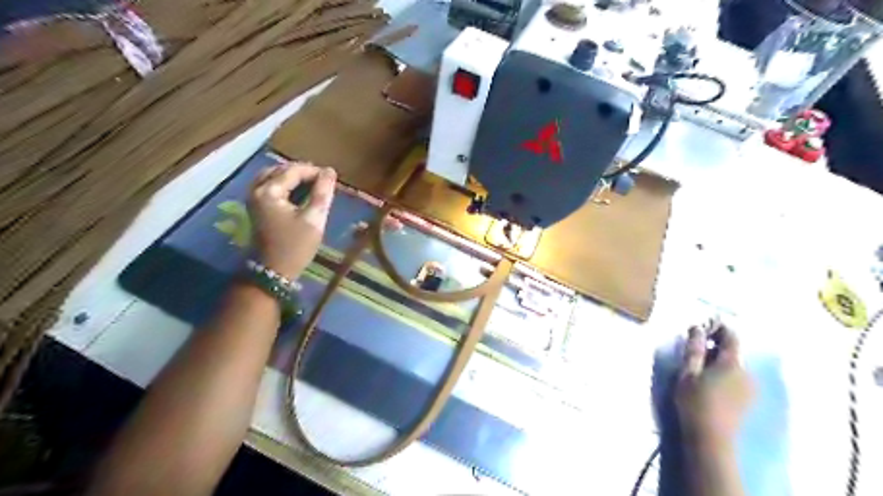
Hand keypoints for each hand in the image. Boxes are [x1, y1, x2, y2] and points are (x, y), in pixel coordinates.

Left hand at [248, 161, 338, 279]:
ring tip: (314, 184)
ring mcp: (253, 197)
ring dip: (294, 176)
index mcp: (269, 191)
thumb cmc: (296, 246)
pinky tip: (299, 191)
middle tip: (324, 181)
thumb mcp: (314, 219)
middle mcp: (256, 189)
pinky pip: (270, 184)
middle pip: (281, 169)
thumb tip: (330, 171)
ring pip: (274, 175)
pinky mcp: (255, 205)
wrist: (273, 270)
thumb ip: (322, 193)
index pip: (294, 170)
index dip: (315, 171)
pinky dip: (285, 184)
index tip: (332, 178)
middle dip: (303, 172)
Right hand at [678, 323, 751, 447]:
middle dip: (715, 344)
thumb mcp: (688, 372)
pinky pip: (736, 377)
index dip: (718, 327)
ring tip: (698, 364)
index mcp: (731, 363)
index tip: (702, 324)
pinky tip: (709, 380)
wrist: (711, 438)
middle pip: (733, 350)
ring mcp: (749, 387)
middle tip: (694, 345)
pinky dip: (723, 371)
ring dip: (718, 359)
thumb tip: (697, 327)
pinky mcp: (747, 399)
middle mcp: (746, 372)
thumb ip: (694, 349)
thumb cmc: (695, 401)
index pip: (731, 336)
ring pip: (734, 364)